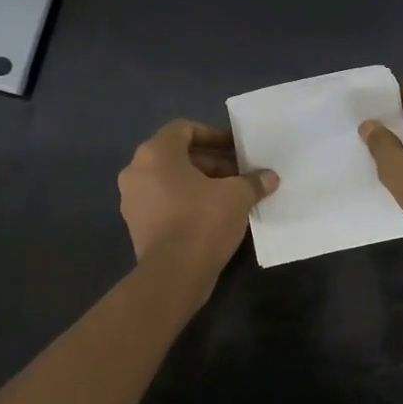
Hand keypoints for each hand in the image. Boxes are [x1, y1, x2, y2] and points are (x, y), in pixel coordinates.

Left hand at [118, 120, 277, 277]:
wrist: (174, 274)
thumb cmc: (203, 221)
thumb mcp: (237, 196)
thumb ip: (253, 181)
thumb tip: (269, 177)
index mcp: (155, 154)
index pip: (184, 129)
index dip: (213, 135)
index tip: (236, 149)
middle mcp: (137, 171)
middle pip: (177, 156)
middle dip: (211, 162)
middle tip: (239, 174)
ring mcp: (133, 200)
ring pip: (170, 180)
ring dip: (200, 183)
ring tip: (230, 196)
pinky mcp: (137, 226)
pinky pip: (165, 202)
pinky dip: (187, 202)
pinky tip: (214, 216)